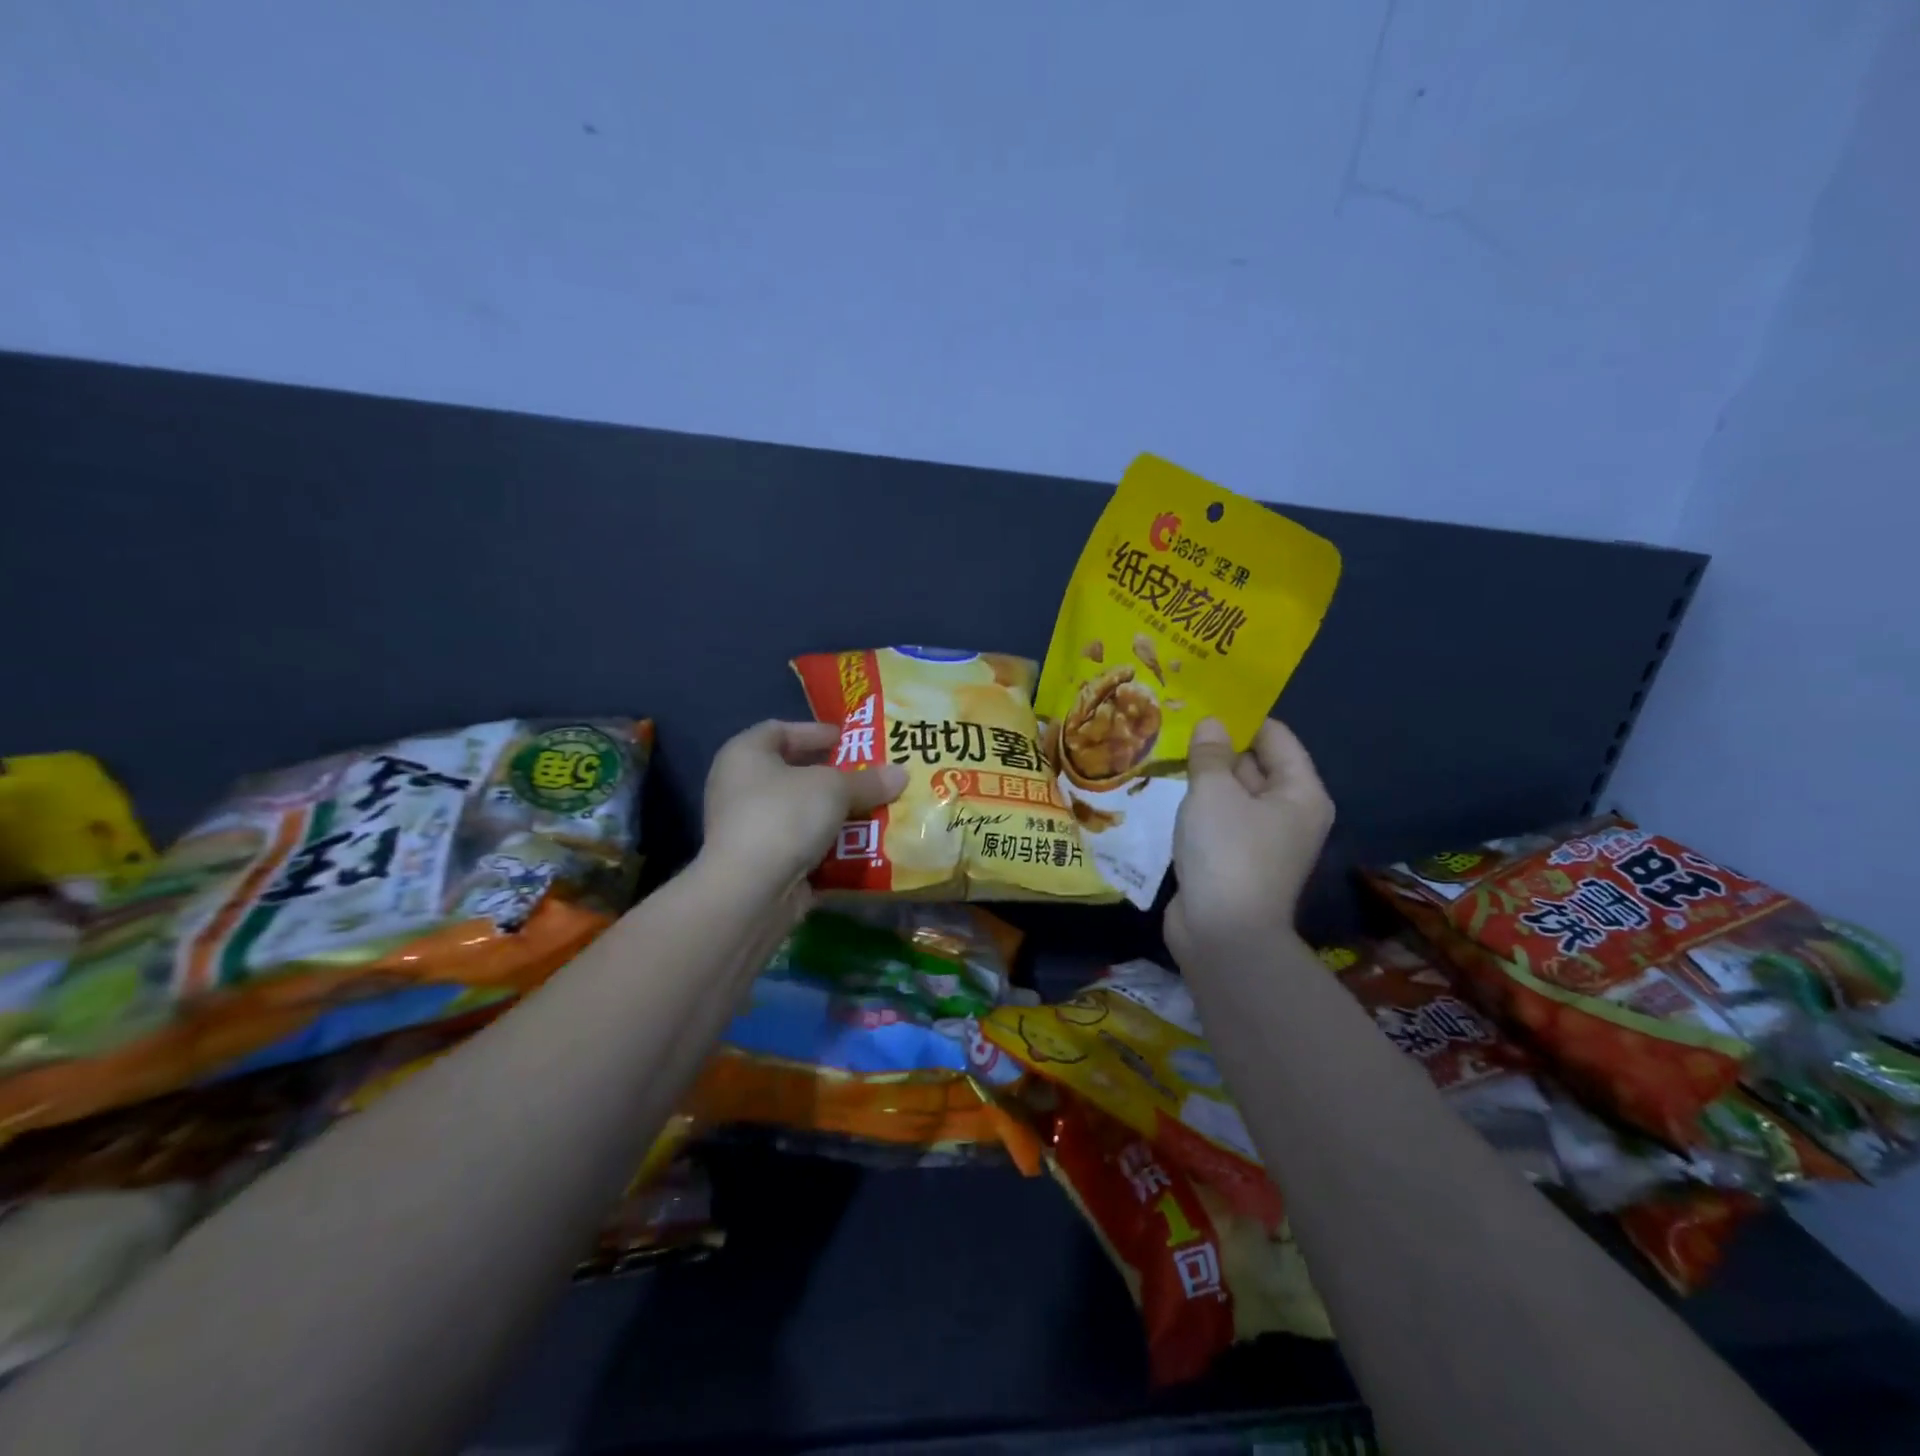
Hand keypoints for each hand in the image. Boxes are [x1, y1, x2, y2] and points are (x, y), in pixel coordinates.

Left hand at [701, 720, 906, 889]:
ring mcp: (748, 829)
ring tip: (875, 811)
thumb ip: (868, 781)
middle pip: (793, 774)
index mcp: (744, 755)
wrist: (750, 891)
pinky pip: (801, 847)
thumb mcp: (834, 789)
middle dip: (833, 777)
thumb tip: (901, 774)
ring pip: (800, 814)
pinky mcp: (760, 864)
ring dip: (835, 814)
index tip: (848, 740)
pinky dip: (829, 847)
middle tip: (869, 777)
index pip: (778, 730)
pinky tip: (861, 846)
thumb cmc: (784, 816)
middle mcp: (739, 788)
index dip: (814, 732)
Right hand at [1165, 718, 1333, 967]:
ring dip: (1203, 777)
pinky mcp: (1235, 860)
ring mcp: (1261, 839)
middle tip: (1177, 720)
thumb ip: (1210, 754)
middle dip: (1218, 745)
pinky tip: (1167, 790)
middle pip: (1255, 764)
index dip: (1242, 716)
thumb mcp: (1214, 793)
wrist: (1223, 935)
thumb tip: (1211, 724)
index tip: (1204, 699)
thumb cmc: (1227, 852)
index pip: (1276, 736)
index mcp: (1299, 792)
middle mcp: (1288, 813)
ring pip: (1232, 794)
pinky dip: (1198, 806)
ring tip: (1165, 749)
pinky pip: (1218, 819)